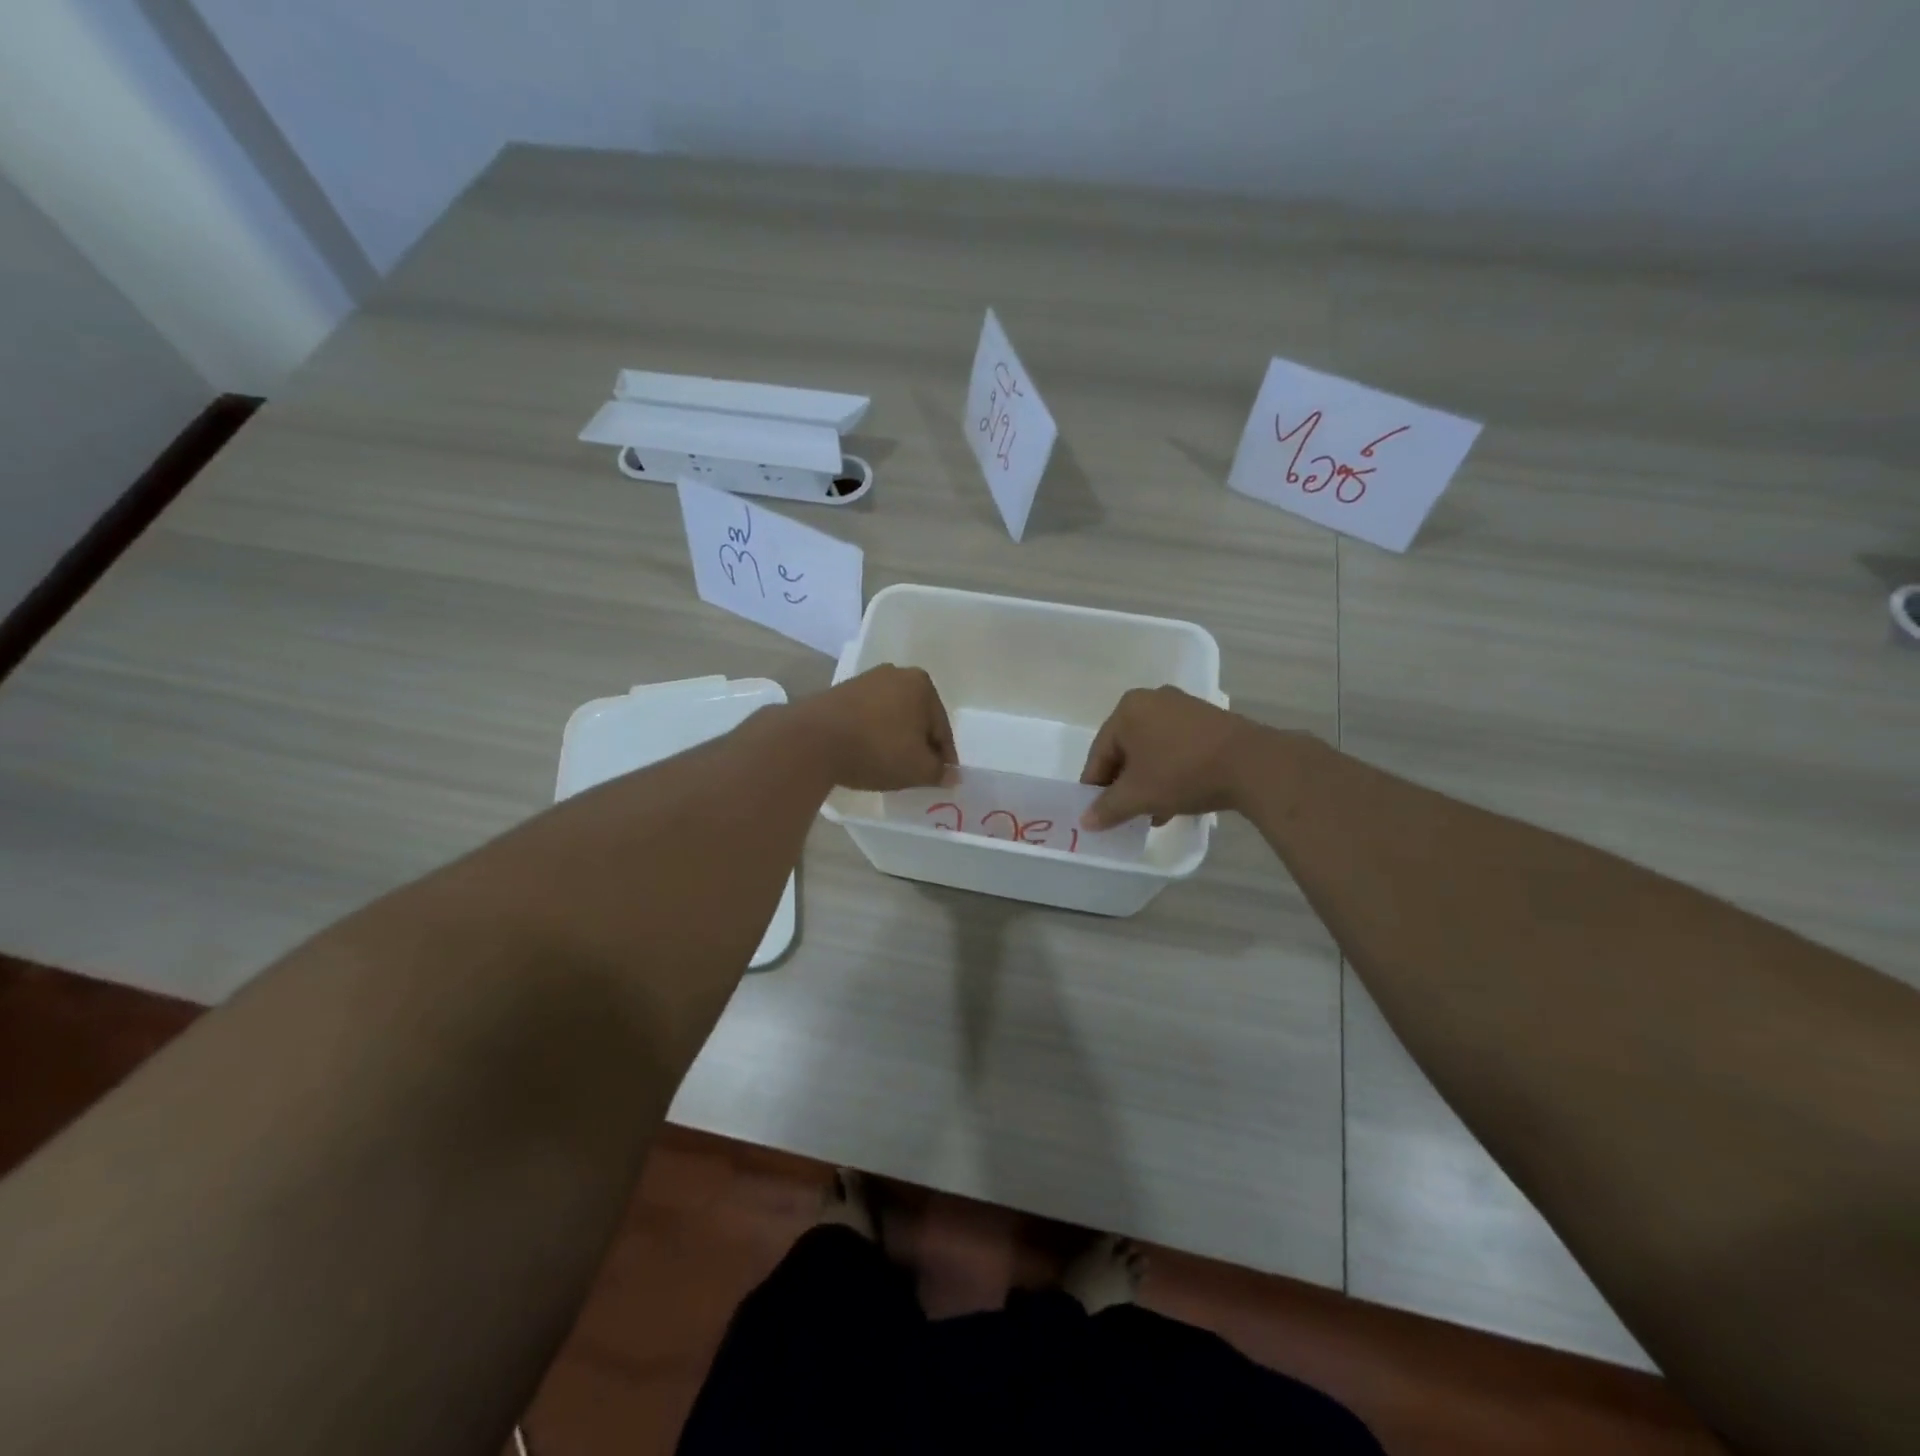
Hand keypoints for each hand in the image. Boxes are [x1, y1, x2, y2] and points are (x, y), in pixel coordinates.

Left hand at [793, 665, 955, 791]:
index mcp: (921, 684)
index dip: (944, 757)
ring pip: (891, 717)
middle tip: (916, 773)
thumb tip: (952, 775)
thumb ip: (939, 772)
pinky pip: (867, 718)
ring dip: (894, 739)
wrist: (812, 740)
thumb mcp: (917, 768)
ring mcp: (865, 680)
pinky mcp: (839, 692)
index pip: (942, 728)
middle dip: (918, 744)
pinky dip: (872, 735)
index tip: (941, 778)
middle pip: (917, 719)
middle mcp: (895, 674)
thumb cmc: (876, 749)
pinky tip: (866, 754)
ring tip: (889, 767)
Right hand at [1079, 686, 1264, 828]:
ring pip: (1152, 751)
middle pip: (1126, 751)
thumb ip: (1107, 808)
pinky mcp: (1208, 721)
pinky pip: (1176, 748)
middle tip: (1125, 814)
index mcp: (1127, 709)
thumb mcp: (1138, 795)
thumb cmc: (1183, 773)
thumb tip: (1086, 821)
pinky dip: (1170, 772)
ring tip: (1152, 814)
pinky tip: (1176, 801)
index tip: (1097, 814)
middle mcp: (1152, 700)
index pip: (1099, 753)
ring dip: (1147, 783)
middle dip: (1124, 786)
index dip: (1095, 787)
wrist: (1253, 765)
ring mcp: (1183, 708)